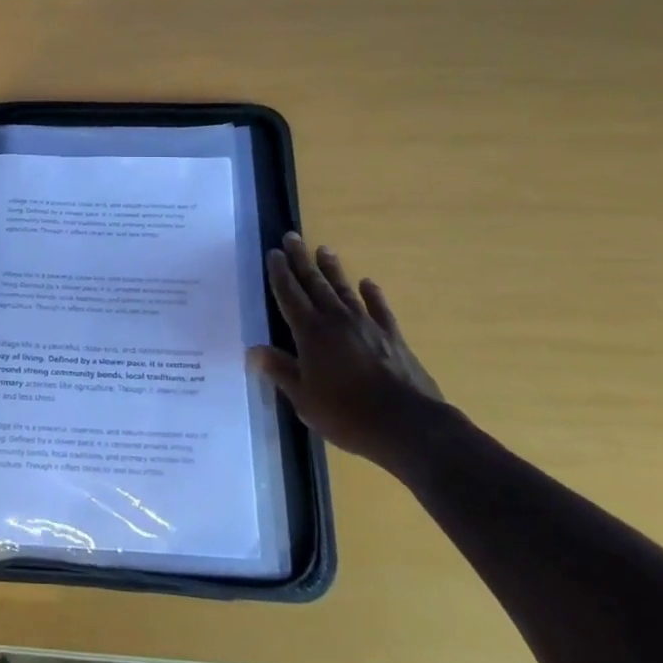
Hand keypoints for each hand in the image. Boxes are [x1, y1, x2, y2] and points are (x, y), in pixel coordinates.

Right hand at [249, 234, 447, 467]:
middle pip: (314, 283)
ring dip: (332, 269)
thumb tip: (253, 351)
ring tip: (324, 248)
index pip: (290, 295)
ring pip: (344, 289)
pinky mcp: (392, 336)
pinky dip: (372, 294)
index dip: (280, 274)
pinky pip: (379, 308)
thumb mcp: (305, 400)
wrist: (409, 425)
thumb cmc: (348, 415)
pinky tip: (367, 283)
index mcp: (311, 333)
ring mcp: (367, 325)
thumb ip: (281, 371)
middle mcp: (336, 320)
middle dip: (301, 260)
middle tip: (292, 237)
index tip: (273, 253)